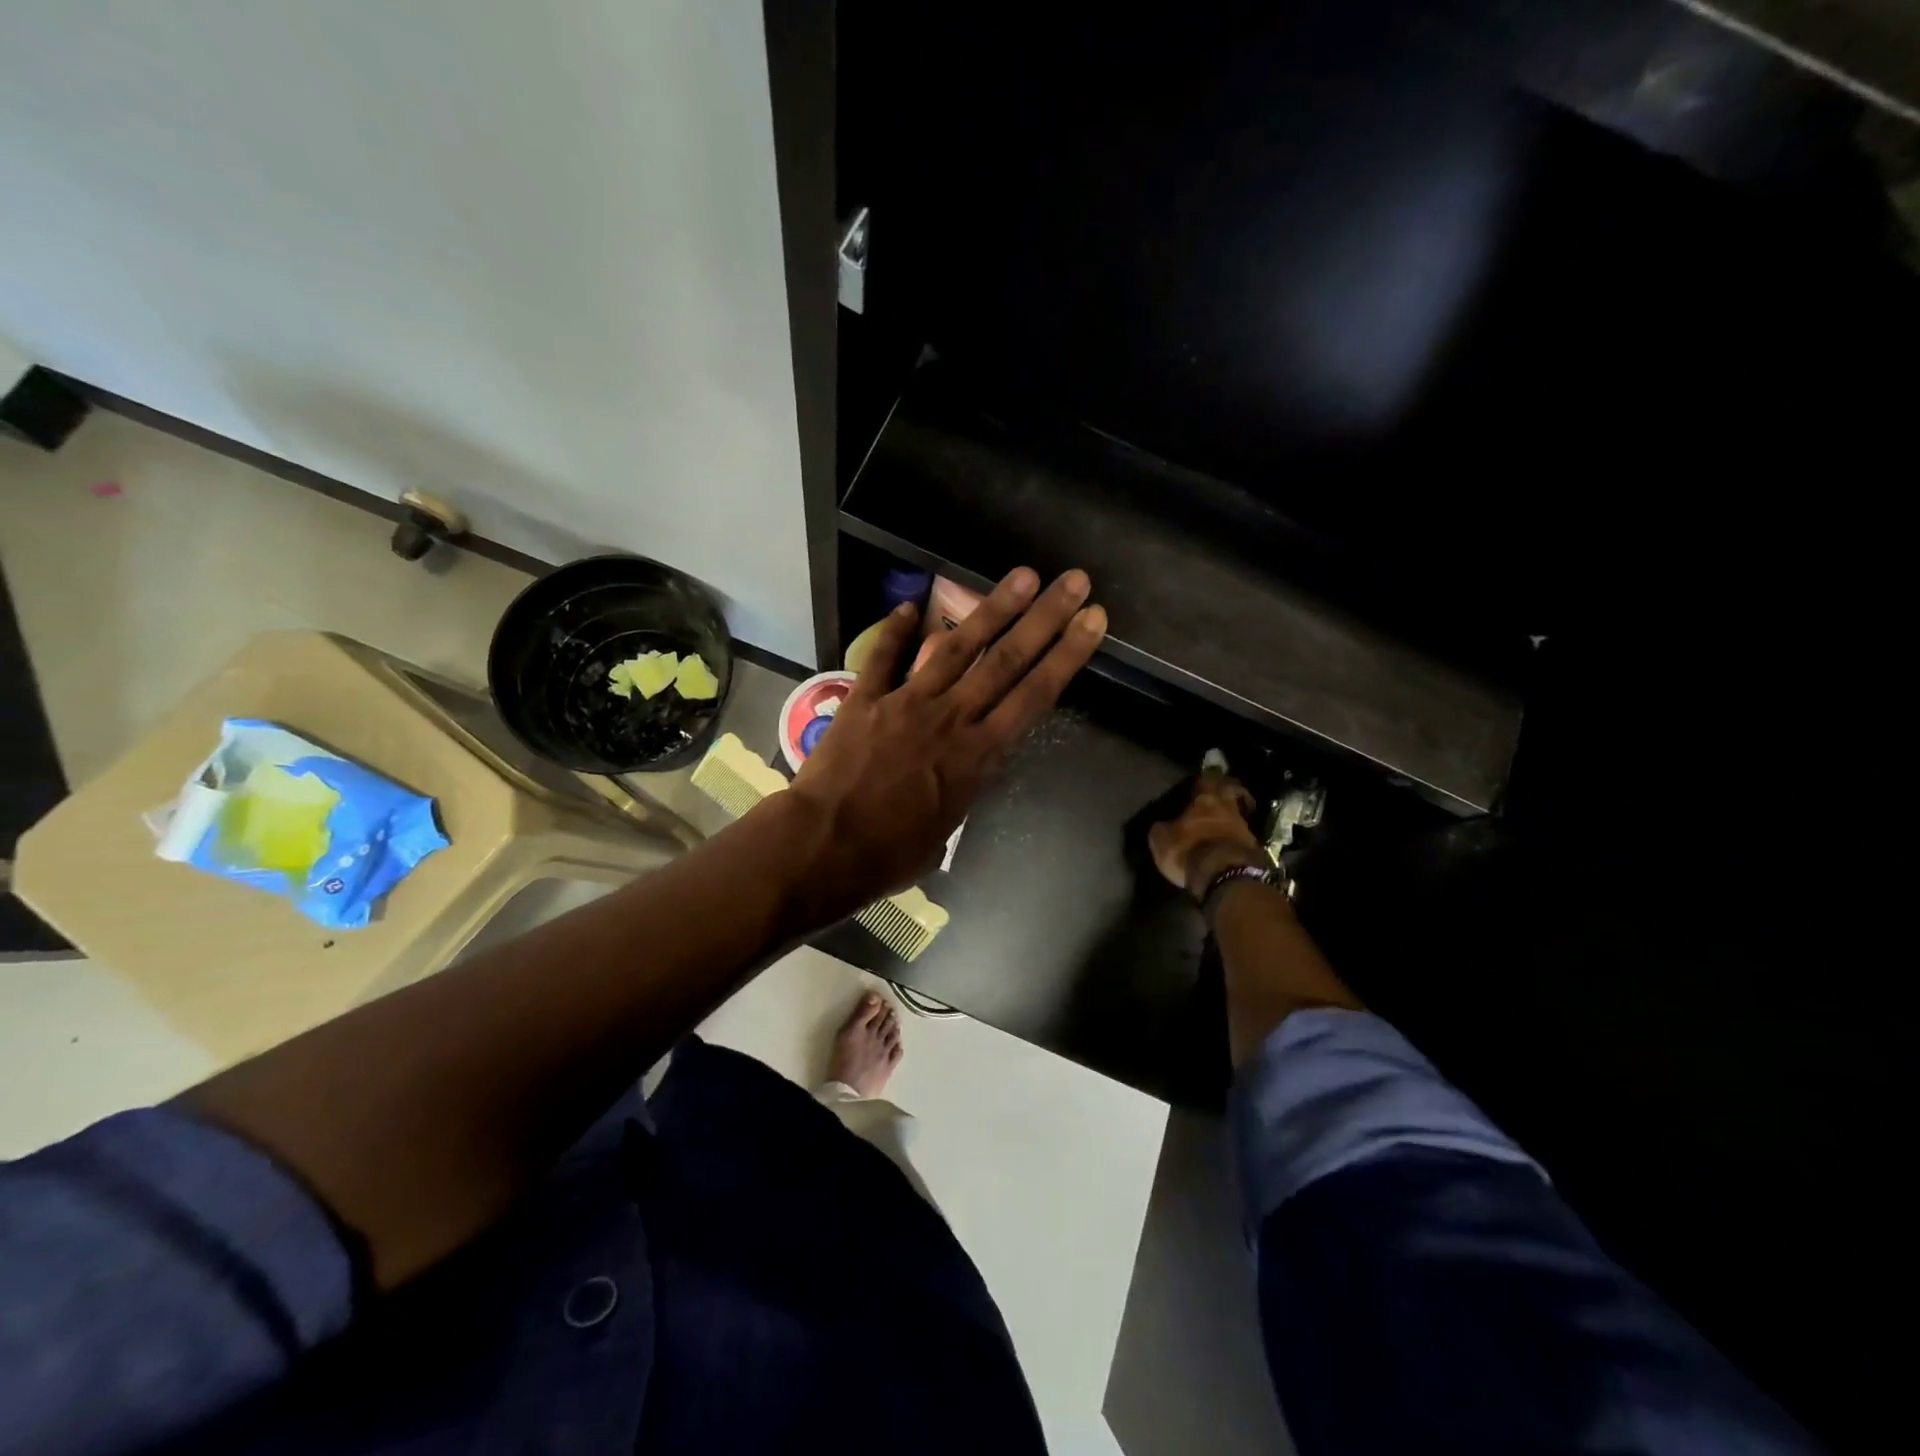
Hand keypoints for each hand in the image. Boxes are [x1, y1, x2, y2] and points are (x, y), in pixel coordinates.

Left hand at [781, 566, 1107, 924]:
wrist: (825, 846)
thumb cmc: (889, 855)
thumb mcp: (943, 832)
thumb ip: (957, 794)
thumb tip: (955, 784)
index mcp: (978, 755)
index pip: (1034, 696)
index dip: (1067, 656)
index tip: (1092, 622)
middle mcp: (951, 718)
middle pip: (1006, 660)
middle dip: (1045, 618)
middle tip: (1073, 581)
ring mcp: (907, 702)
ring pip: (956, 648)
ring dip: (991, 609)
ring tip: (1021, 575)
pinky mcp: (865, 699)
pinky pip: (883, 657)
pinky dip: (893, 631)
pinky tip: (908, 604)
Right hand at [1148, 769, 1267, 902]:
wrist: (1227, 876)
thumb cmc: (1190, 851)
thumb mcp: (1162, 841)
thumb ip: (1162, 829)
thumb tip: (1162, 825)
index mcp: (1204, 800)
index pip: (1207, 780)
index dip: (1205, 779)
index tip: (1202, 780)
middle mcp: (1227, 808)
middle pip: (1230, 791)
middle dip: (1226, 790)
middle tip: (1220, 793)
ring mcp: (1244, 828)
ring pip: (1237, 814)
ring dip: (1230, 816)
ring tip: (1221, 822)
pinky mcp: (1253, 848)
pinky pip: (1242, 836)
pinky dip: (1235, 837)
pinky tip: (1227, 843)